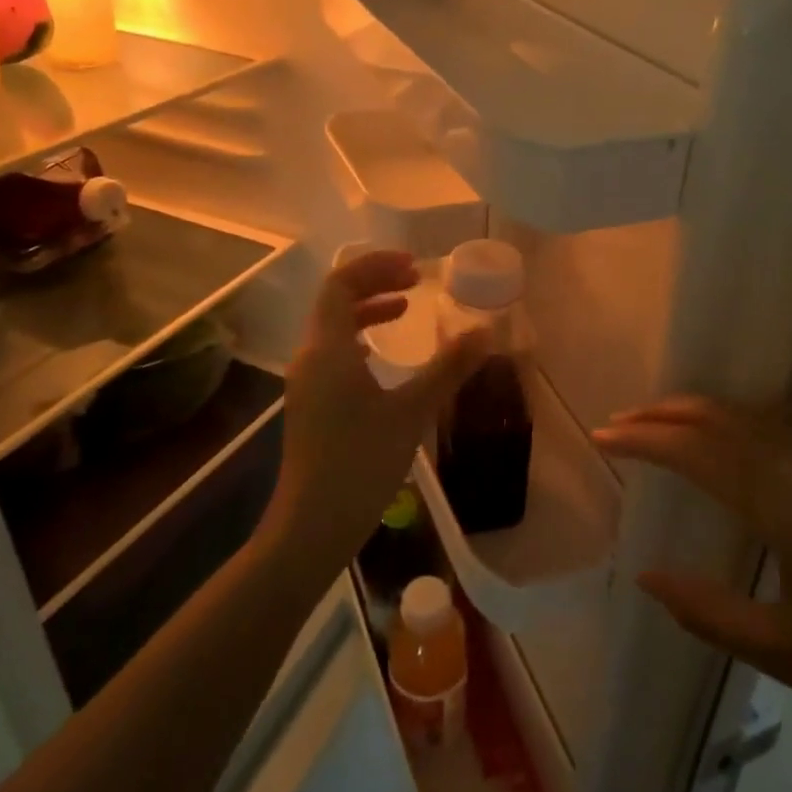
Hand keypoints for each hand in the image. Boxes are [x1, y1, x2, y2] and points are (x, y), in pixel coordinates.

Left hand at [266, 250, 486, 576]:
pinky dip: (360, 338)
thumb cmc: (361, 463)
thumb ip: (448, 368)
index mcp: (327, 348)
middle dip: (375, 283)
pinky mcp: (311, 403)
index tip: (414, 266)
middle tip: (416, 281)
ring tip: (406, 307)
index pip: (341, 283)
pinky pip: (333, 352)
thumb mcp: (412, 412)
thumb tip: (485, 332)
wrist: (313, 525)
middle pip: (335, 300)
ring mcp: (306, 382)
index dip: (376, 267)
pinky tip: (383, 355)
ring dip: (367, 310)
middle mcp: (309, 356)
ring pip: (333, 327)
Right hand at [594, 397, 791, 766]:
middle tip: (622, 421)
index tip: (605, 436)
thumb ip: (707, 611)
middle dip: (667, 415)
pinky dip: (741, 425)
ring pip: (759, 421)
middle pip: (728, 422)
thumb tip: (645, 576)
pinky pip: (786, 435)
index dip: (647, 439)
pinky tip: (732, 445)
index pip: (702, 453)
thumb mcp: (787, 654)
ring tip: (663, 422)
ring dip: (705, 413)